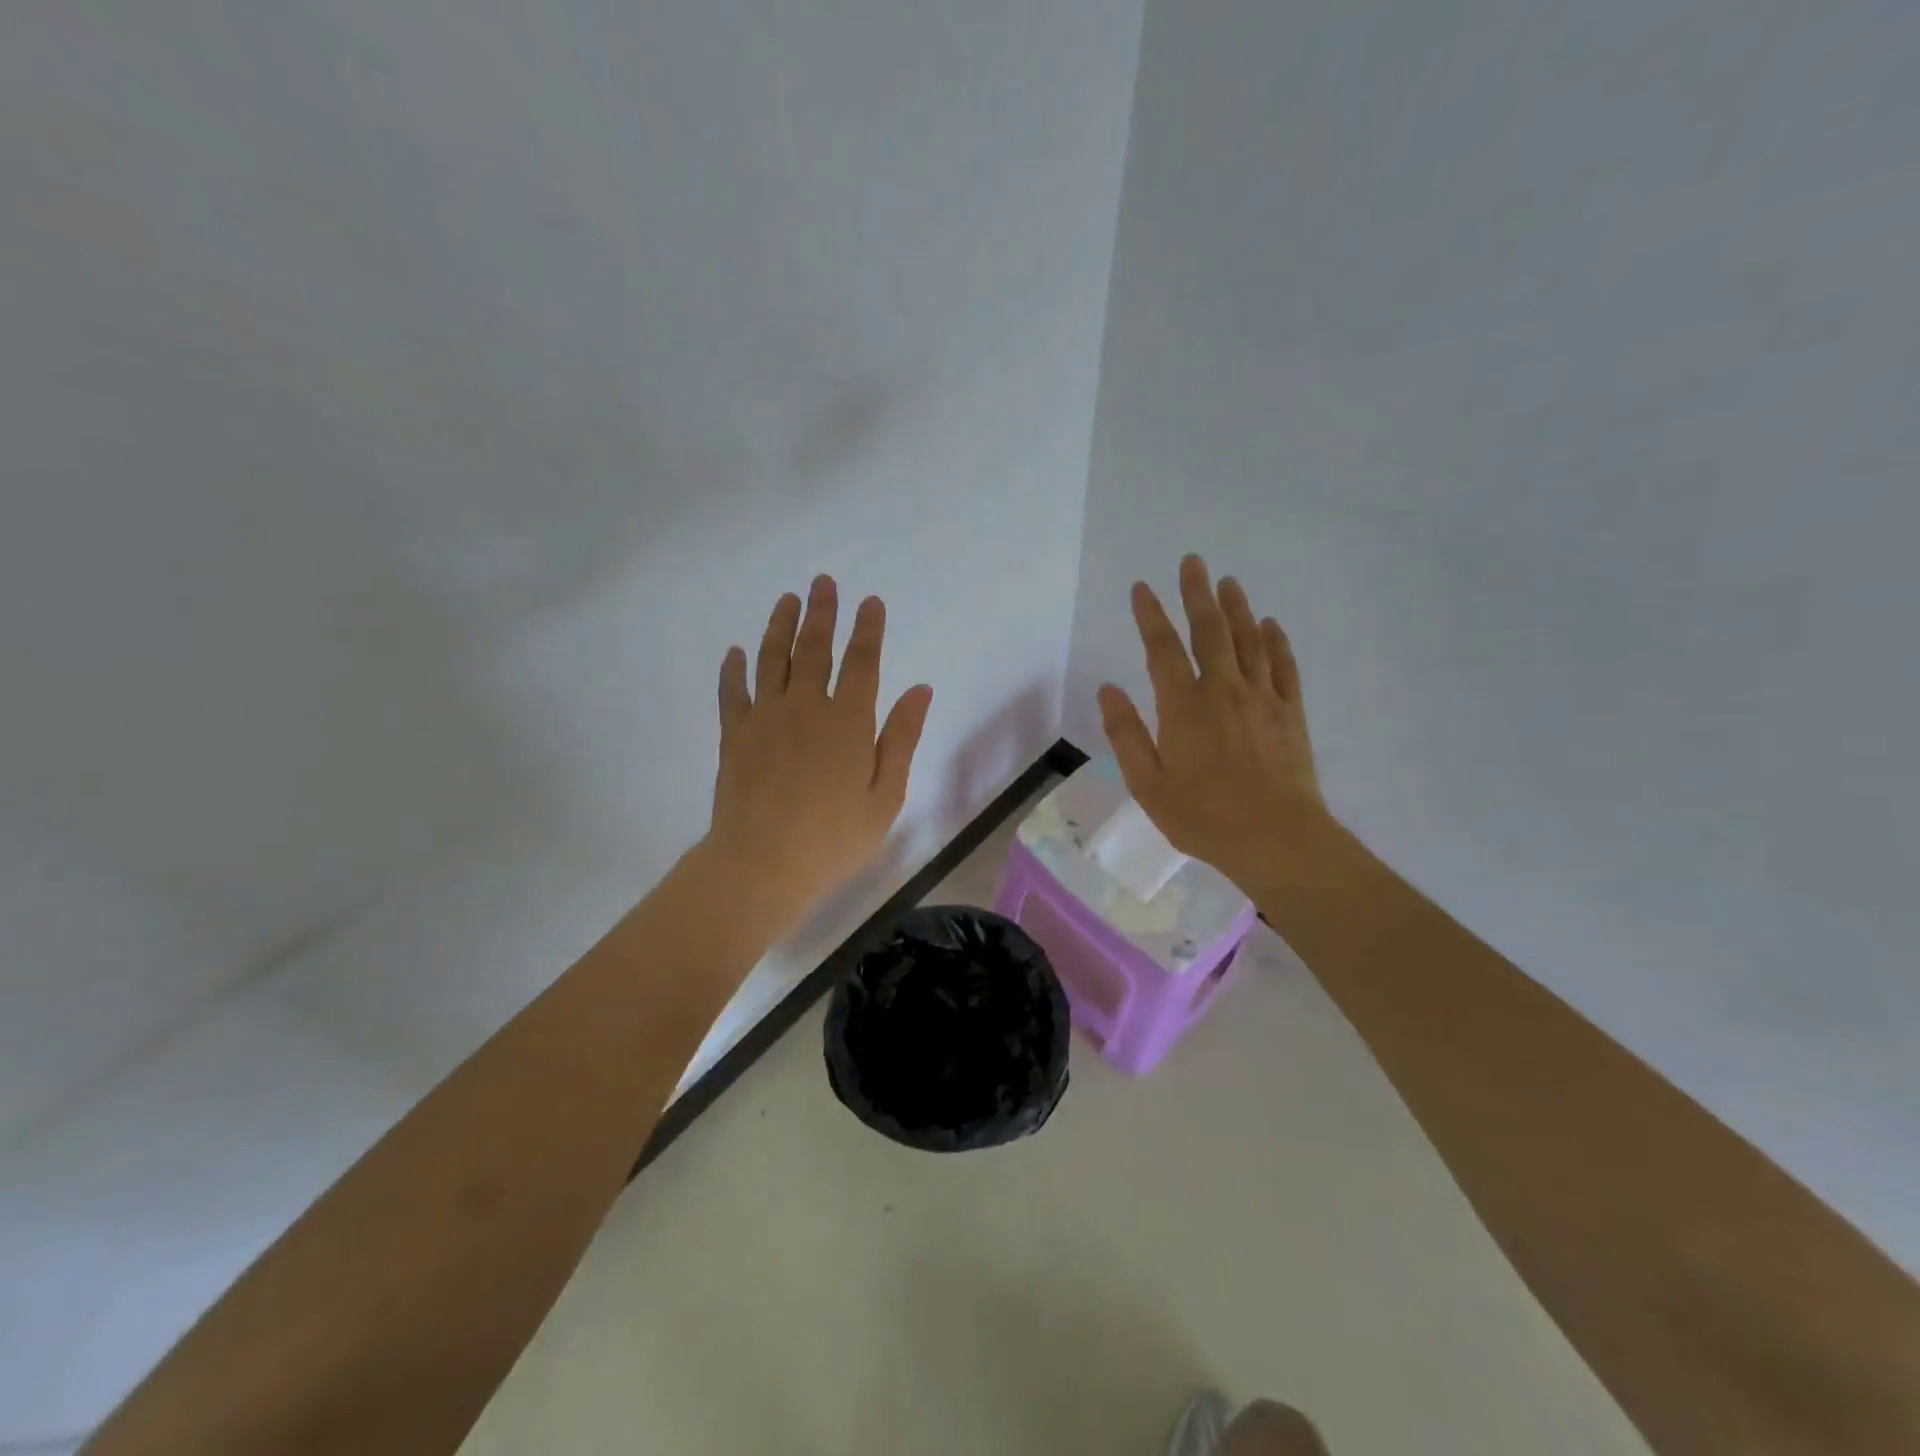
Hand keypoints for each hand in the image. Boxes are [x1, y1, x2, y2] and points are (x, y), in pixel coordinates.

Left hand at [706, 575, 933, 930]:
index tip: (870, 602)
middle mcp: (806, 707)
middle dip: (822, 613)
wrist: (761, 864)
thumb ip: (901, 739)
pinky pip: (732, 692)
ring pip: (772, 660)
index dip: (868, 630)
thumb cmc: (833, 838)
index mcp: (848, 722)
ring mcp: (765, 718)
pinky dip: (733, 669)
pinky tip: (734, 652)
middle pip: (814, 649)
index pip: (862, 663)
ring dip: (780, 626)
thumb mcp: (885, 796)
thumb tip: (920, 690)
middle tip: (823, 582)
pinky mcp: (734, 735)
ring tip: (787, 599)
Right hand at [1097, 554, 1327, 891]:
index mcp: (1183, 707)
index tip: (1141, 587)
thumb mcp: (1148, 784)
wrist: (1277, 839)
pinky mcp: (1290, 712)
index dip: (1150, 615)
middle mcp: (1223, 690)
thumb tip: (1108, 689)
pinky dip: (1276, 641)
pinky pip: (1284, 666)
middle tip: (1192, 561)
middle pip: (1209, 631)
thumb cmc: (1203, 817)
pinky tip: (1270, 625)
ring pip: (1248, 640)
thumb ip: (1126, 734)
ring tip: (1228, 581)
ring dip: (1236, 607)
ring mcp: (1262, 698)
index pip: (1162, 649)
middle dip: (1197, 594)